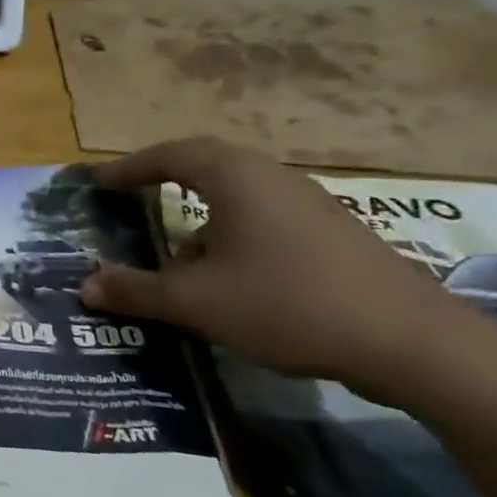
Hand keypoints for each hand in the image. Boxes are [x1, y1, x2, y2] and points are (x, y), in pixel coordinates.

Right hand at [81, 137, 464, 399]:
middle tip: (133, 199)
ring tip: (176, 252)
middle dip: (166, 180)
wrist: (411, 342)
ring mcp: (310, 205)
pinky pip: (266, 218)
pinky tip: (230, 278)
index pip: (171, 155)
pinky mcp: (334, 235)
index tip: (102, 182)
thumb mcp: (197, 302)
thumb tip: (85, 287)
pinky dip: (233, 234)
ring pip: (240, 195)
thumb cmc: (287, 303)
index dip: (131, 167)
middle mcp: (273, 179)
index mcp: (236, 178)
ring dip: (201, 215)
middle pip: (208, 165)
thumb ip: (137, 291)